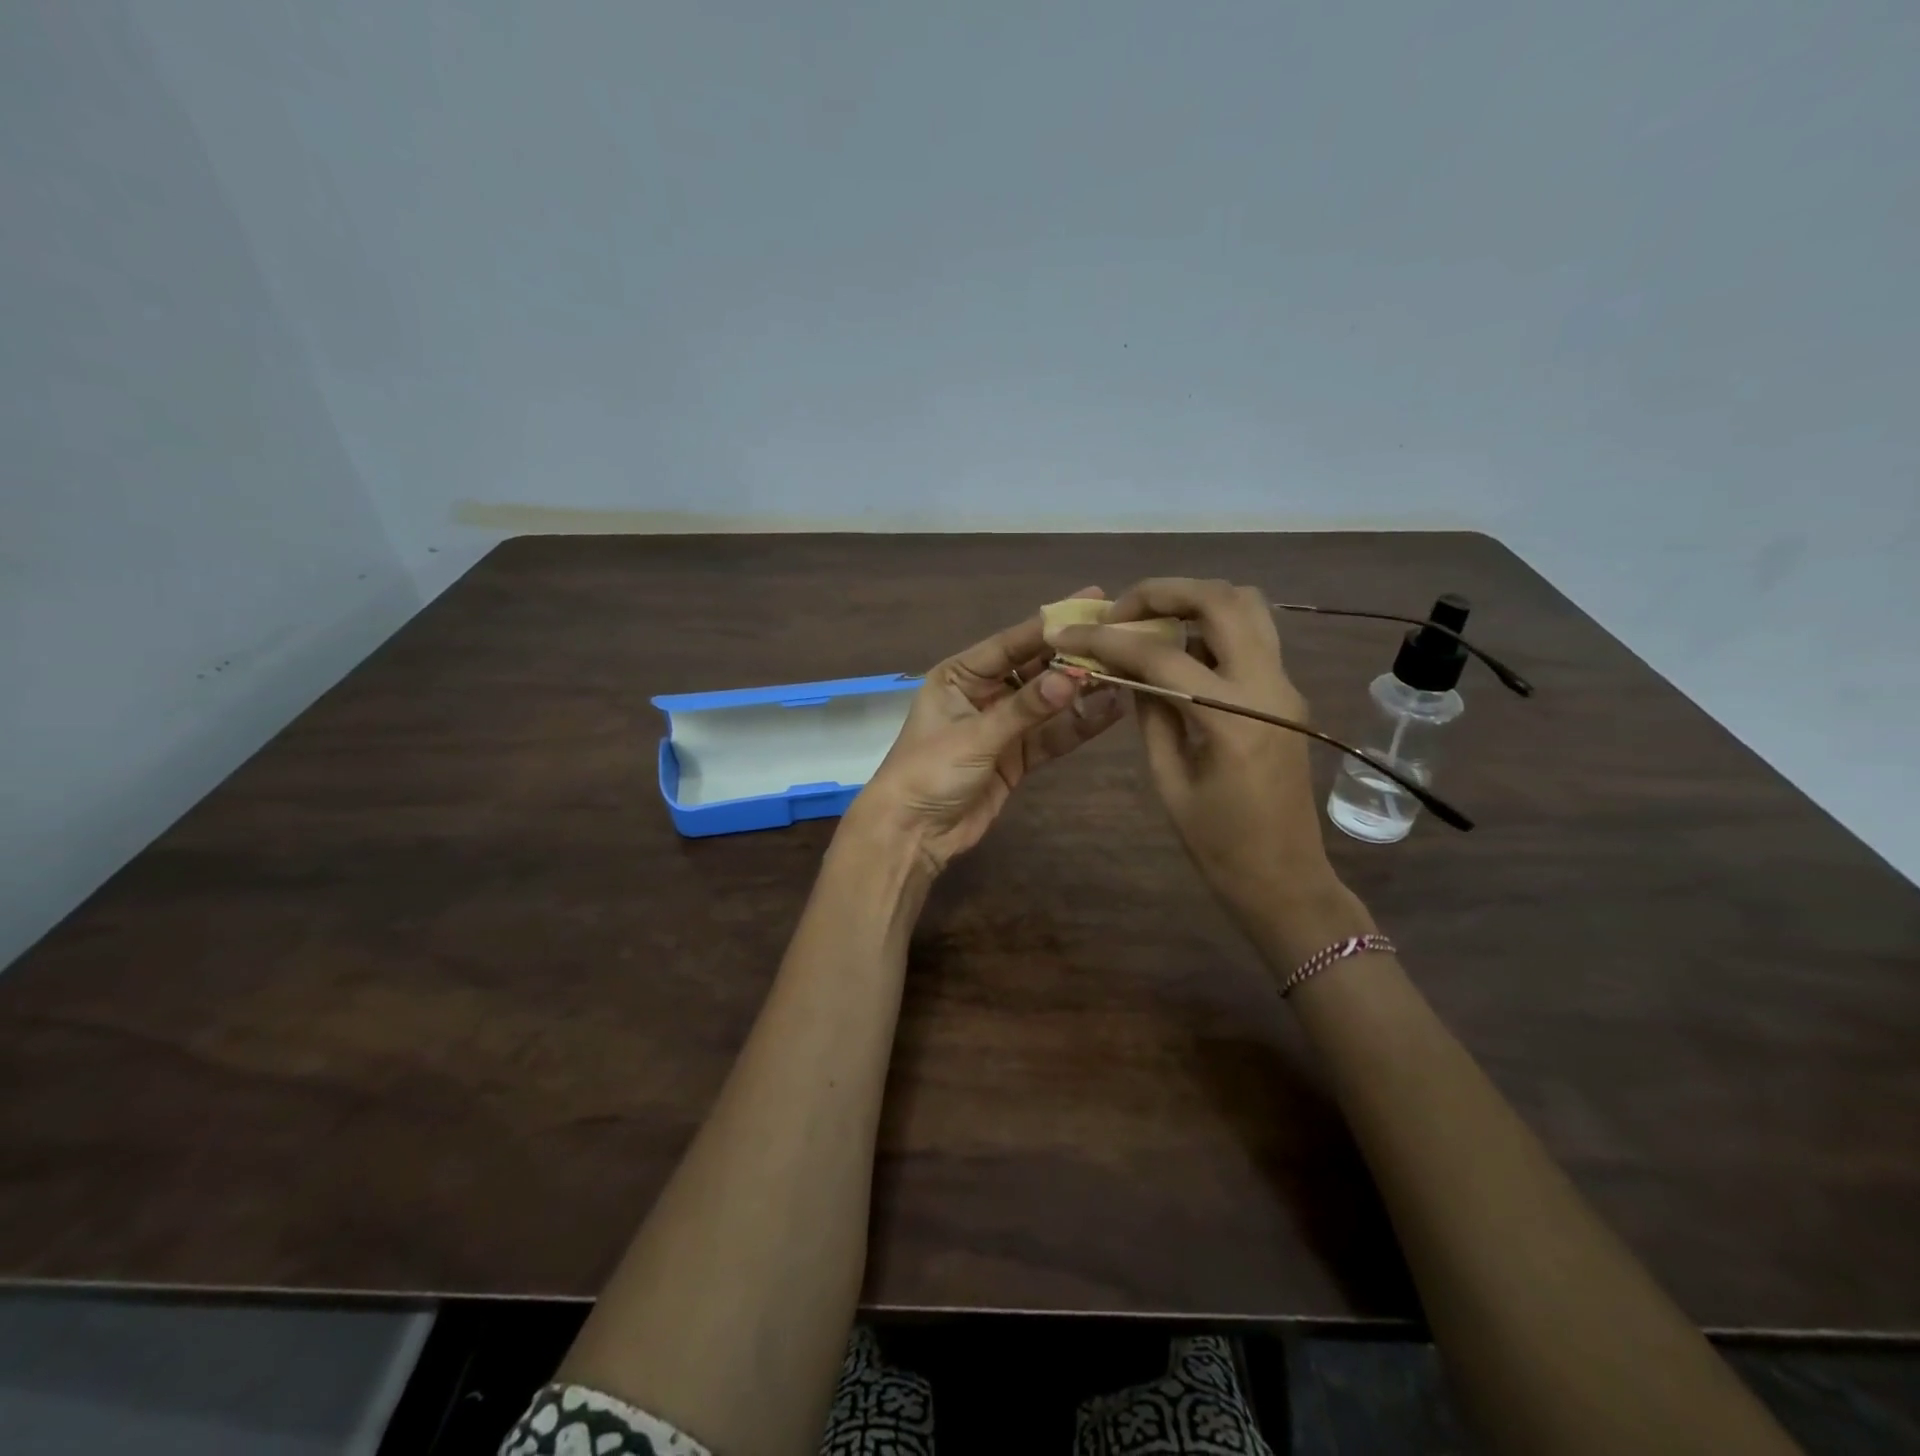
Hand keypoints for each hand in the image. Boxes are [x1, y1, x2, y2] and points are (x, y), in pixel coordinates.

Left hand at [852, 588, 1125, 877]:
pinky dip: (1077, 725)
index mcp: (960, 675)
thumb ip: (1025, 709)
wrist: (912, 834)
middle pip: (1035, 669)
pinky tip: (1111, 710)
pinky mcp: (1016, 757)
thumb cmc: (929, 772)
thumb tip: (1074, 676)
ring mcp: (1002, 726)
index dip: (1050, 624)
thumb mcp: (975, 736)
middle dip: (1073, 657)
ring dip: (1082, 692)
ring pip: (1048, 703)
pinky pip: (1051, 735)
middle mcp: (983, 693)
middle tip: (1118, 637)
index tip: (1091, 601)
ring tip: (1125, 674)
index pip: (1011, 643)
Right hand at [1050, 578, 1368, 957]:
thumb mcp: (1169, 781)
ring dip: (1194, 600)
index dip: (1109, 640)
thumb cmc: (1219, 845)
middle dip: (1162, 592)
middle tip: (1119, 611)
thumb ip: (1151, 715)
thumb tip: (1129, 671)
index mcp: (1233, 719)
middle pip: (1221, 600)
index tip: (1070, 634)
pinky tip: (1178, 648)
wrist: (1285, 878)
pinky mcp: (1287, 692)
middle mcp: (1268, 687)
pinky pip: (1252, 635)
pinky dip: (1212, 625)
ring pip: (1247, 606)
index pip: (1161, 657)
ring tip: (1149, 621)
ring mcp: (1285, 685)